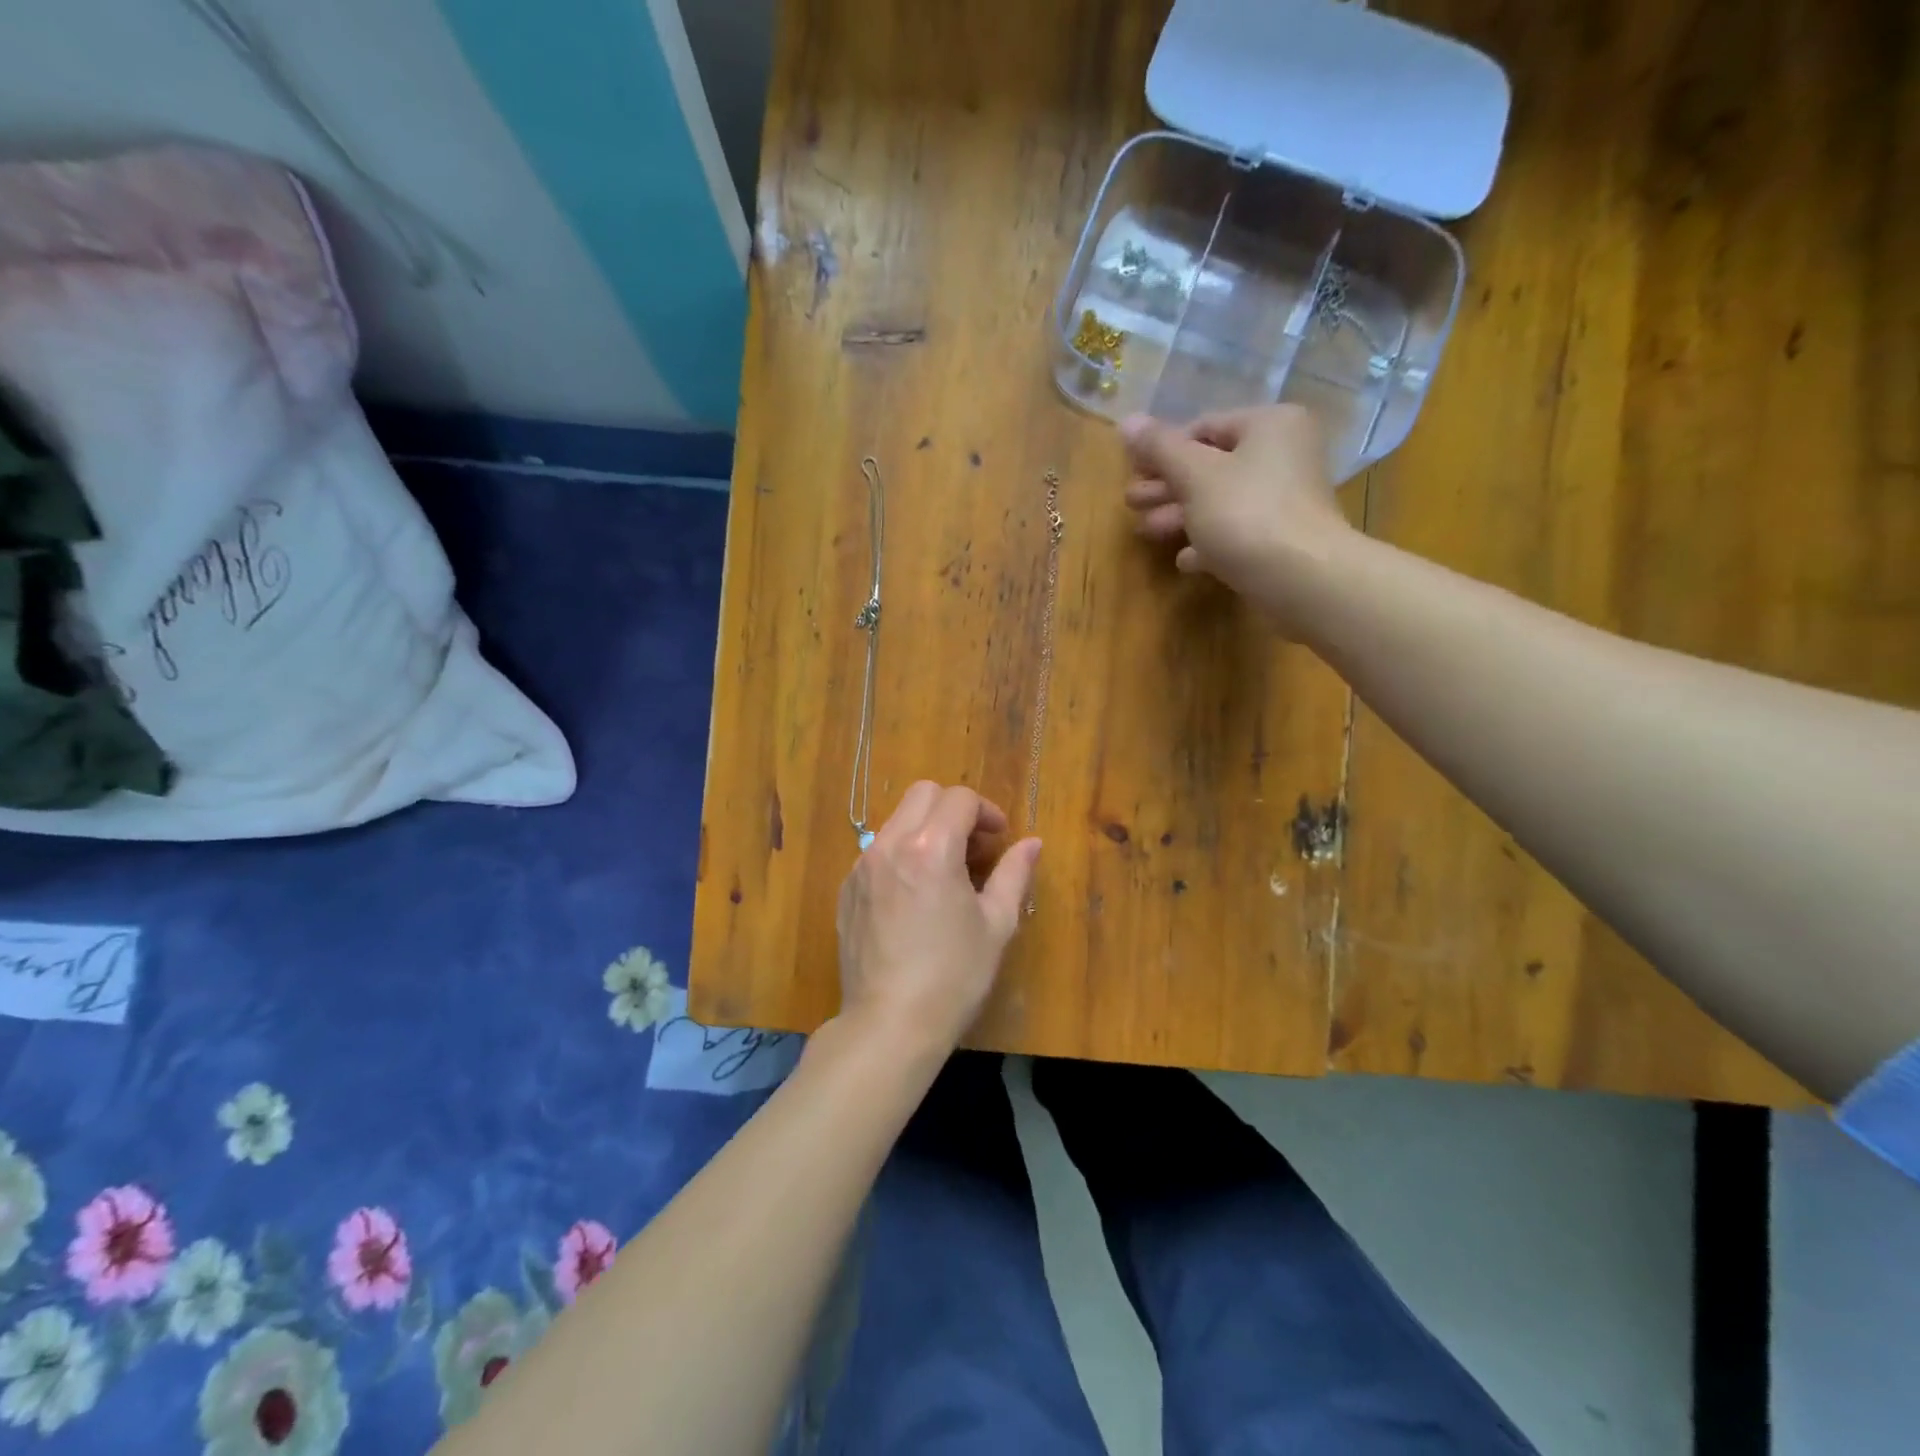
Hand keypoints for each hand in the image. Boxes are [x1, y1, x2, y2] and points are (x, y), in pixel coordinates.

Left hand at [835, 781, 1040, 1055]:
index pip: (960, 799)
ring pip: (897, 820)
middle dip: (954, 809)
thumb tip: (1032, 843)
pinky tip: (914, 896)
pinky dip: (901, 853)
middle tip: (974, 846)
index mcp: (931, 848)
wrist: (889, 1023)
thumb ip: (1014, 874)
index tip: (999, 838)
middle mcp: (890, 845)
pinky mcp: (847, 889)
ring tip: (945, 871)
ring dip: (926, 829)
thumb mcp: (996, 924)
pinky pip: (877, 851)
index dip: (987, 811)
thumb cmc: (954, 975)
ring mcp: (862, 866)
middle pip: (923, 794)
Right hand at [1121, 405, 1352, 621]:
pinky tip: (1185, 560)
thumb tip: (1126, 420)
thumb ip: (1159, 448)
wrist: (1302, 578)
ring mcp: (1285, 499)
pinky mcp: (1282, 539)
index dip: (1162, 450)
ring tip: (1145, 531)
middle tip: (1131, 503)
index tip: (1132, 473)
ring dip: (1180, 516)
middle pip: (1211, 466)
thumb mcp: (1194, 475)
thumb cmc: (1246, 513)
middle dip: (1167, 487)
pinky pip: (1237, 533)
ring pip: (1220, 501)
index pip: (1204, 427)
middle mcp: (1283, 454)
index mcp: (1269, 425)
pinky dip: (1208, 542)